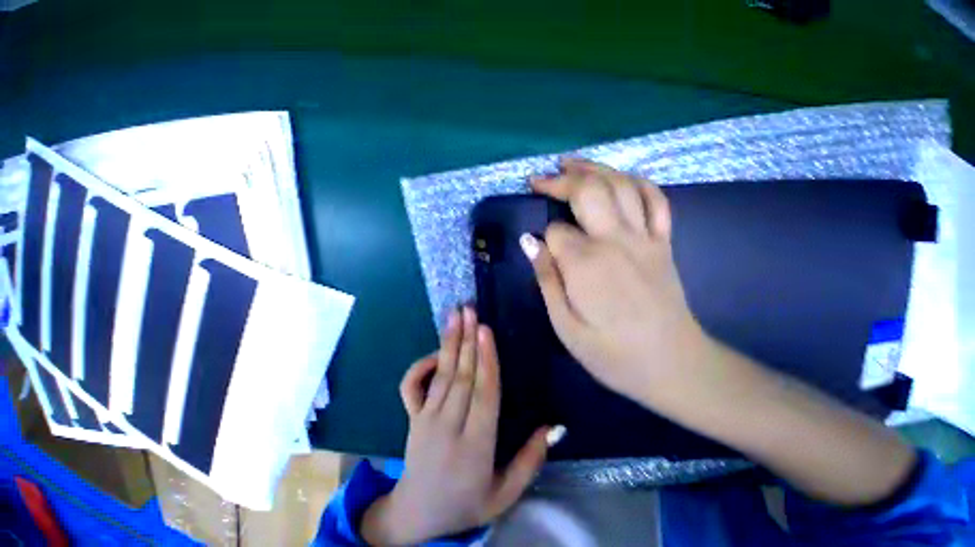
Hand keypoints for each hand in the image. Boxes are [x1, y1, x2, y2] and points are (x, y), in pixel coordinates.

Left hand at [361, 307, 549, 544]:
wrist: (416, 517)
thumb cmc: (466, 504)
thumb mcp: (504, 495)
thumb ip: (530, 461)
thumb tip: (553, 427)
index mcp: (476, 446)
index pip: (485, 394)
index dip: (486, 360)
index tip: (486, 330)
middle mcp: (449, 427)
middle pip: (462, 377)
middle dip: (468, 340)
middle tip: (470, 310)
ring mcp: (426, 420)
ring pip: (441, 375)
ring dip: (449, 342)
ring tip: (455, 316)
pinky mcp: (412, 417)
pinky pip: (412, 386)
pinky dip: (421, 366)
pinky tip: (434, 351)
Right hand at [521, 158, 711, 406]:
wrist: (674, 366)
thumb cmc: (612, 354)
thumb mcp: (565, 326)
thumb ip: (546, 279)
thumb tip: (529, 242)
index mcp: (587, 263)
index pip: (555, 232)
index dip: (543, 237)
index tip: (540, 250)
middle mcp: (616, 240)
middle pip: (587, 191)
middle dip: (560, 181)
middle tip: (539, 180)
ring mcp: (645, 238)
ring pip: (620, 185)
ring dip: (593, 169)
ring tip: (570, 164)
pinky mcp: (664, 243)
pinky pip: (655, 199)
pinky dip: (636, 182)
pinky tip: (620, 178)